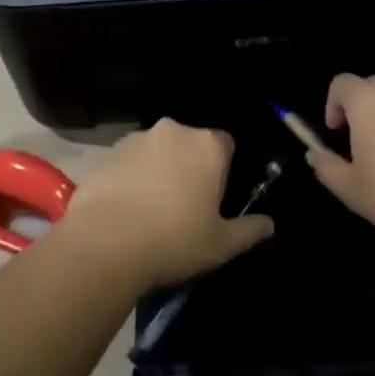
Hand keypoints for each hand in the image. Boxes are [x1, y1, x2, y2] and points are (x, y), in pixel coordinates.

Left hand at [54, 119, 273, 288]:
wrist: (105, 243)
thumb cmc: (174, 240)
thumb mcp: (221, 245)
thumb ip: (249, 230)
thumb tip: (269, 224)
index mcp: (207, 145)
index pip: (225, 146)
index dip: (221, 172)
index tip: (212, 200)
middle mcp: (174, 131)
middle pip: (190, 146)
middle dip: (189, 168)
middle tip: (182, 208)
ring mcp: (137, 138)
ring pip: (157, 152)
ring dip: (158, 171)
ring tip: (149, 212)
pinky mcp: (108, 152)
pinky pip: (129, 162)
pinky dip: (131, 178)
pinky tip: (125, 210)